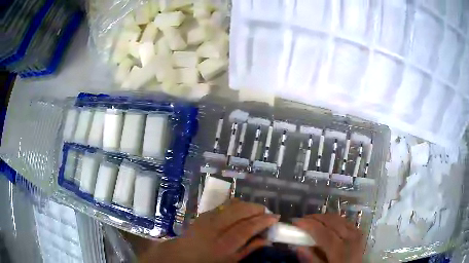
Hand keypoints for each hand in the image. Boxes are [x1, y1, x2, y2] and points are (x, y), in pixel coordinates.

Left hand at [140, 199, 279, 262]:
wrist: (180, 256)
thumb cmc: (208, 262)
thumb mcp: (230, 262)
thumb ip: (248, 250)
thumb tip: (266, 240)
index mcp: (223, 245)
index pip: (246, 228)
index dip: (262, 221)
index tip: (275, 217)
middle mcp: (214, 229)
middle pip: (238, 212)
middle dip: (255, 208)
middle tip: (266, 211)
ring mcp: (206, 220)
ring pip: (230, 206)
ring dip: (245, 205)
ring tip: (255, 209)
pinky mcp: (202, 215)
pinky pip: (221, 206)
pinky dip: (233, 205)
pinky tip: (240, 209)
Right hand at [293, 214, 364, 262]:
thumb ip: (312, 260)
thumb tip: (299, 247)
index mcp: (340, 249)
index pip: (323, 232)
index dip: (308, 224)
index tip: (295, 222)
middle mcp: (350, 237)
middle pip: (331, 221)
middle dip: (315, 217)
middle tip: (302, 220)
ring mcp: (356, 233)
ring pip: (338, 218)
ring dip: (324, 217)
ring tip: (312, 221)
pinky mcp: (358, 232)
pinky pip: (345, 221)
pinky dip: (333, 220)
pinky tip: (327, 224)